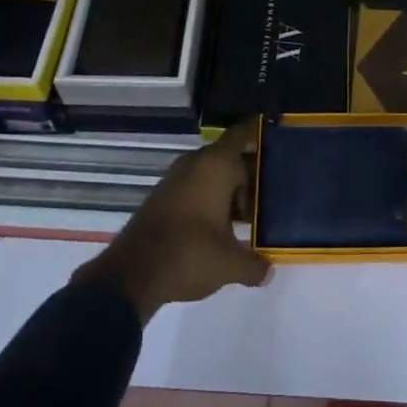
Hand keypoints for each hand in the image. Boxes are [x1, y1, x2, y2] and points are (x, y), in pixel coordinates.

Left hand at [71, 120, 270, 321]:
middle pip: (228, 157)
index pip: (241, 135)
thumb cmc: (189, 255)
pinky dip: (208, 198)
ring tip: (247, 214)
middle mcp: (195, 163)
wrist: (132, 274)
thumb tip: (268, 271)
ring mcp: (175, 179)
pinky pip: (194, 187)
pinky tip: (218, 226)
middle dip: (248, 173)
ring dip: (227, 189)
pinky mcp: (161, 197)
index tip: (274, 137)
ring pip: (210, 174)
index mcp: (216, 165)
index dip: (257, 132)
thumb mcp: (229, 264)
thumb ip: (254, 265)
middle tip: (270, 193)